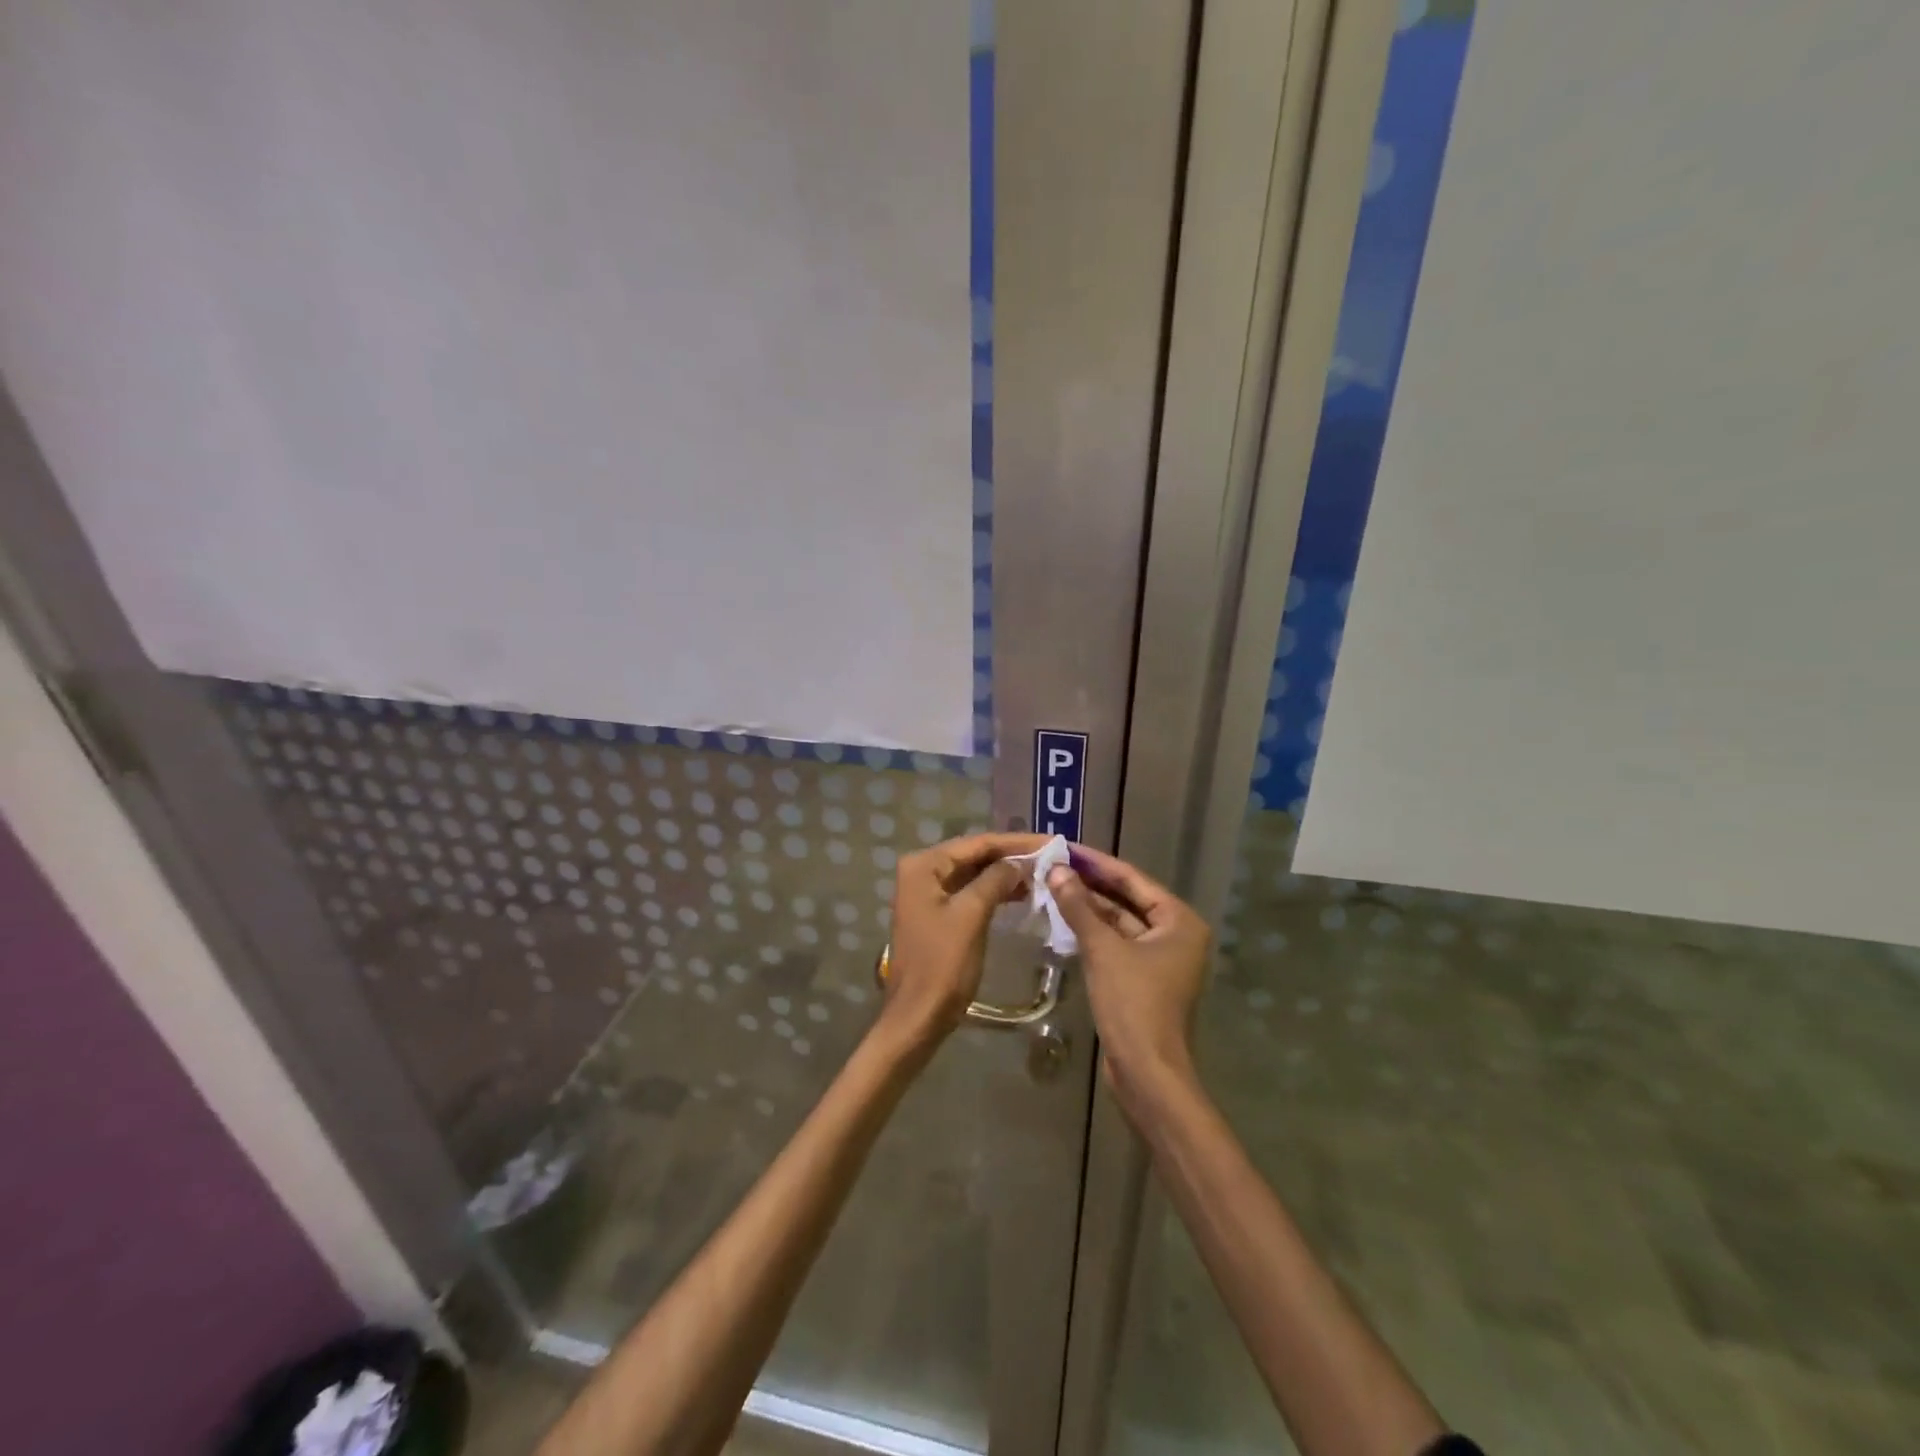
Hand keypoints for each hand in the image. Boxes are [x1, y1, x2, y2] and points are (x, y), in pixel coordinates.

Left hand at [879, 831, 1049, 1051]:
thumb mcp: (971, 915)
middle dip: (1012, 856)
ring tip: (1043, 874)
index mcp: (924, 865)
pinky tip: (1022, 894)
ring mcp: (928, 894)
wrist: (918, 1016)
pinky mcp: (937, 914)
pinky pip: (970, 893)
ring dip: (1006, 874)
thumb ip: (996, 880)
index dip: (1015, 843)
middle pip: (974, 855)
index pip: (977, 843)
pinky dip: (995, 892)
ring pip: (974, 874)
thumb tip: (1020, 862)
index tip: (1051, 842)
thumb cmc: (943, 964)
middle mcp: (922, 872)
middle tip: (1051, 856)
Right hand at [1044, 846, 1212, 1114]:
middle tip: (1053, 865)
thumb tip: (1057, 871)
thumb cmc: (1133, 1004)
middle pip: (1127, 900)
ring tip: (1052, 887)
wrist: (1147, 1073)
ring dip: (1089, 908)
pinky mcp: (1143, 981)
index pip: (1132, 879)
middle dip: (1091, 884)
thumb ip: (1079, 907)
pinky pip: (1116, 945)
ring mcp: (1160, 960)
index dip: (1097, 862)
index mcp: (1179, 921)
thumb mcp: (1103, 950)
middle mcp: (1176, 935)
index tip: (1065, 847)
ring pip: (1120, 923)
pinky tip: (1064, 920)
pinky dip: (1093, 933)